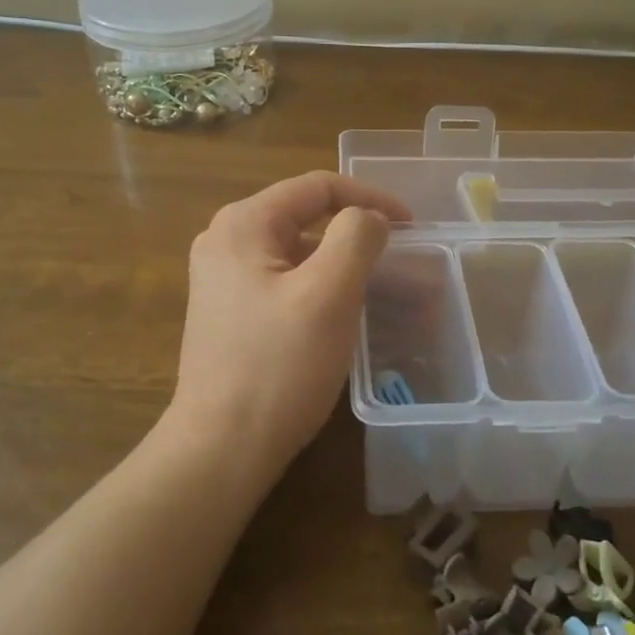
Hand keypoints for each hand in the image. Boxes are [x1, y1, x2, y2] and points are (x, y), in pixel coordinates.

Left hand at [169, 171, 410, 473]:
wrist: (222, 448)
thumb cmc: (278, 366)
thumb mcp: (328, 294)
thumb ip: (356, 238)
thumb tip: (369, 218)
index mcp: (243, 224)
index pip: (318, 187)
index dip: (370, 198)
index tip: (412, 226)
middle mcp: (225, 241)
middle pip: (306, 217)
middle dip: (358, 234)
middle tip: (402, 259)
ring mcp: (222, 279)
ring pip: (298, 252)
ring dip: (343, 264)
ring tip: (385, 289)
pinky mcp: (229, 312)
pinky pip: (285, 281)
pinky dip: (321, 287)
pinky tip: (346, 314)